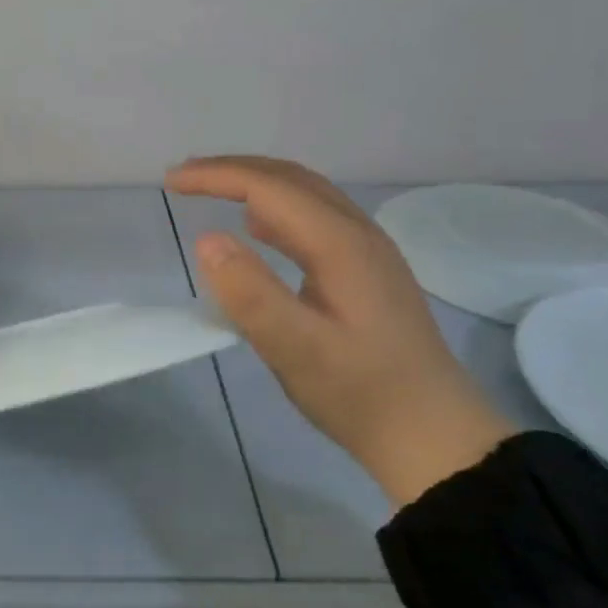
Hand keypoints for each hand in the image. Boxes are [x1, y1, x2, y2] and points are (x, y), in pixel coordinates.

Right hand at [166, 156, 513, 507]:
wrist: (435, 437)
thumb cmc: (362, 394)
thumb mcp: (297, 351)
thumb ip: (250, 294)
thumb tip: (206, 239)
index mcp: (340, 243)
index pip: (268, 187)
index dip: (216, 176)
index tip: (171, 181)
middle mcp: (358, 233)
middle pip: (289, 178)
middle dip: (232, 170)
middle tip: (184, 178)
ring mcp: (368, 250)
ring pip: (305, 194)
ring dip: (255, 184)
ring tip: (211, 192)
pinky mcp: (368, 271)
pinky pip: (315, 217)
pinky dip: (275, 208)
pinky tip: (258, 229)